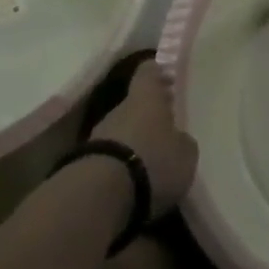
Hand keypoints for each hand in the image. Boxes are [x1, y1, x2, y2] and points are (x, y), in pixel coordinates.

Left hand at [91, 60, 198, 216]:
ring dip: (134, 144)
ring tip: (151, 164)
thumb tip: (178, 139)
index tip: (168, 76)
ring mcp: (97, 137)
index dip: (158, 72)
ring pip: (121, 133)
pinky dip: (121, 167)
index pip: (148, 71)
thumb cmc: (152, 162)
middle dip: (149, 118)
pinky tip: (134, 183)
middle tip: (167, 131)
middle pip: (134, 106)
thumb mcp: (185, 154)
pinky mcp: (84, 164)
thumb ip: (182, 142)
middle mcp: (119, 110)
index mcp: (146, 98)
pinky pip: (110, 158)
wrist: (99, 196)